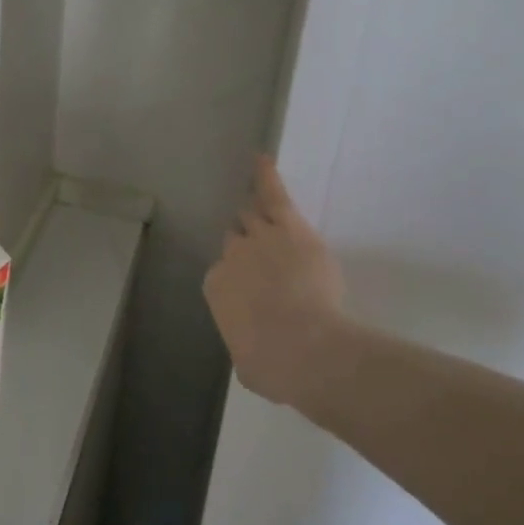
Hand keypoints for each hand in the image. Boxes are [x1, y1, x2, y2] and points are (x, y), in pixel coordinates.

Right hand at [204, 157, 347, 409]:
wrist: (306, 348)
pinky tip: (261, 159)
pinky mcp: (289, 227)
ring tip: (252, 201)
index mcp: (217, 286)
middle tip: (260, 256)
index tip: (256, 291)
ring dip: (253, 215)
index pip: (225, 273)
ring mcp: (260, 237)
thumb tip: (252, 350)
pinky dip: (265, 176)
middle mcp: (232, 255)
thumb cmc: (274, 365)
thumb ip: (245, 346)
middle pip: (236, 240)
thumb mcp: (249, 364)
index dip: (241, 280)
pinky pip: (273, 194)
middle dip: (246, 247)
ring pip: (251, 216)